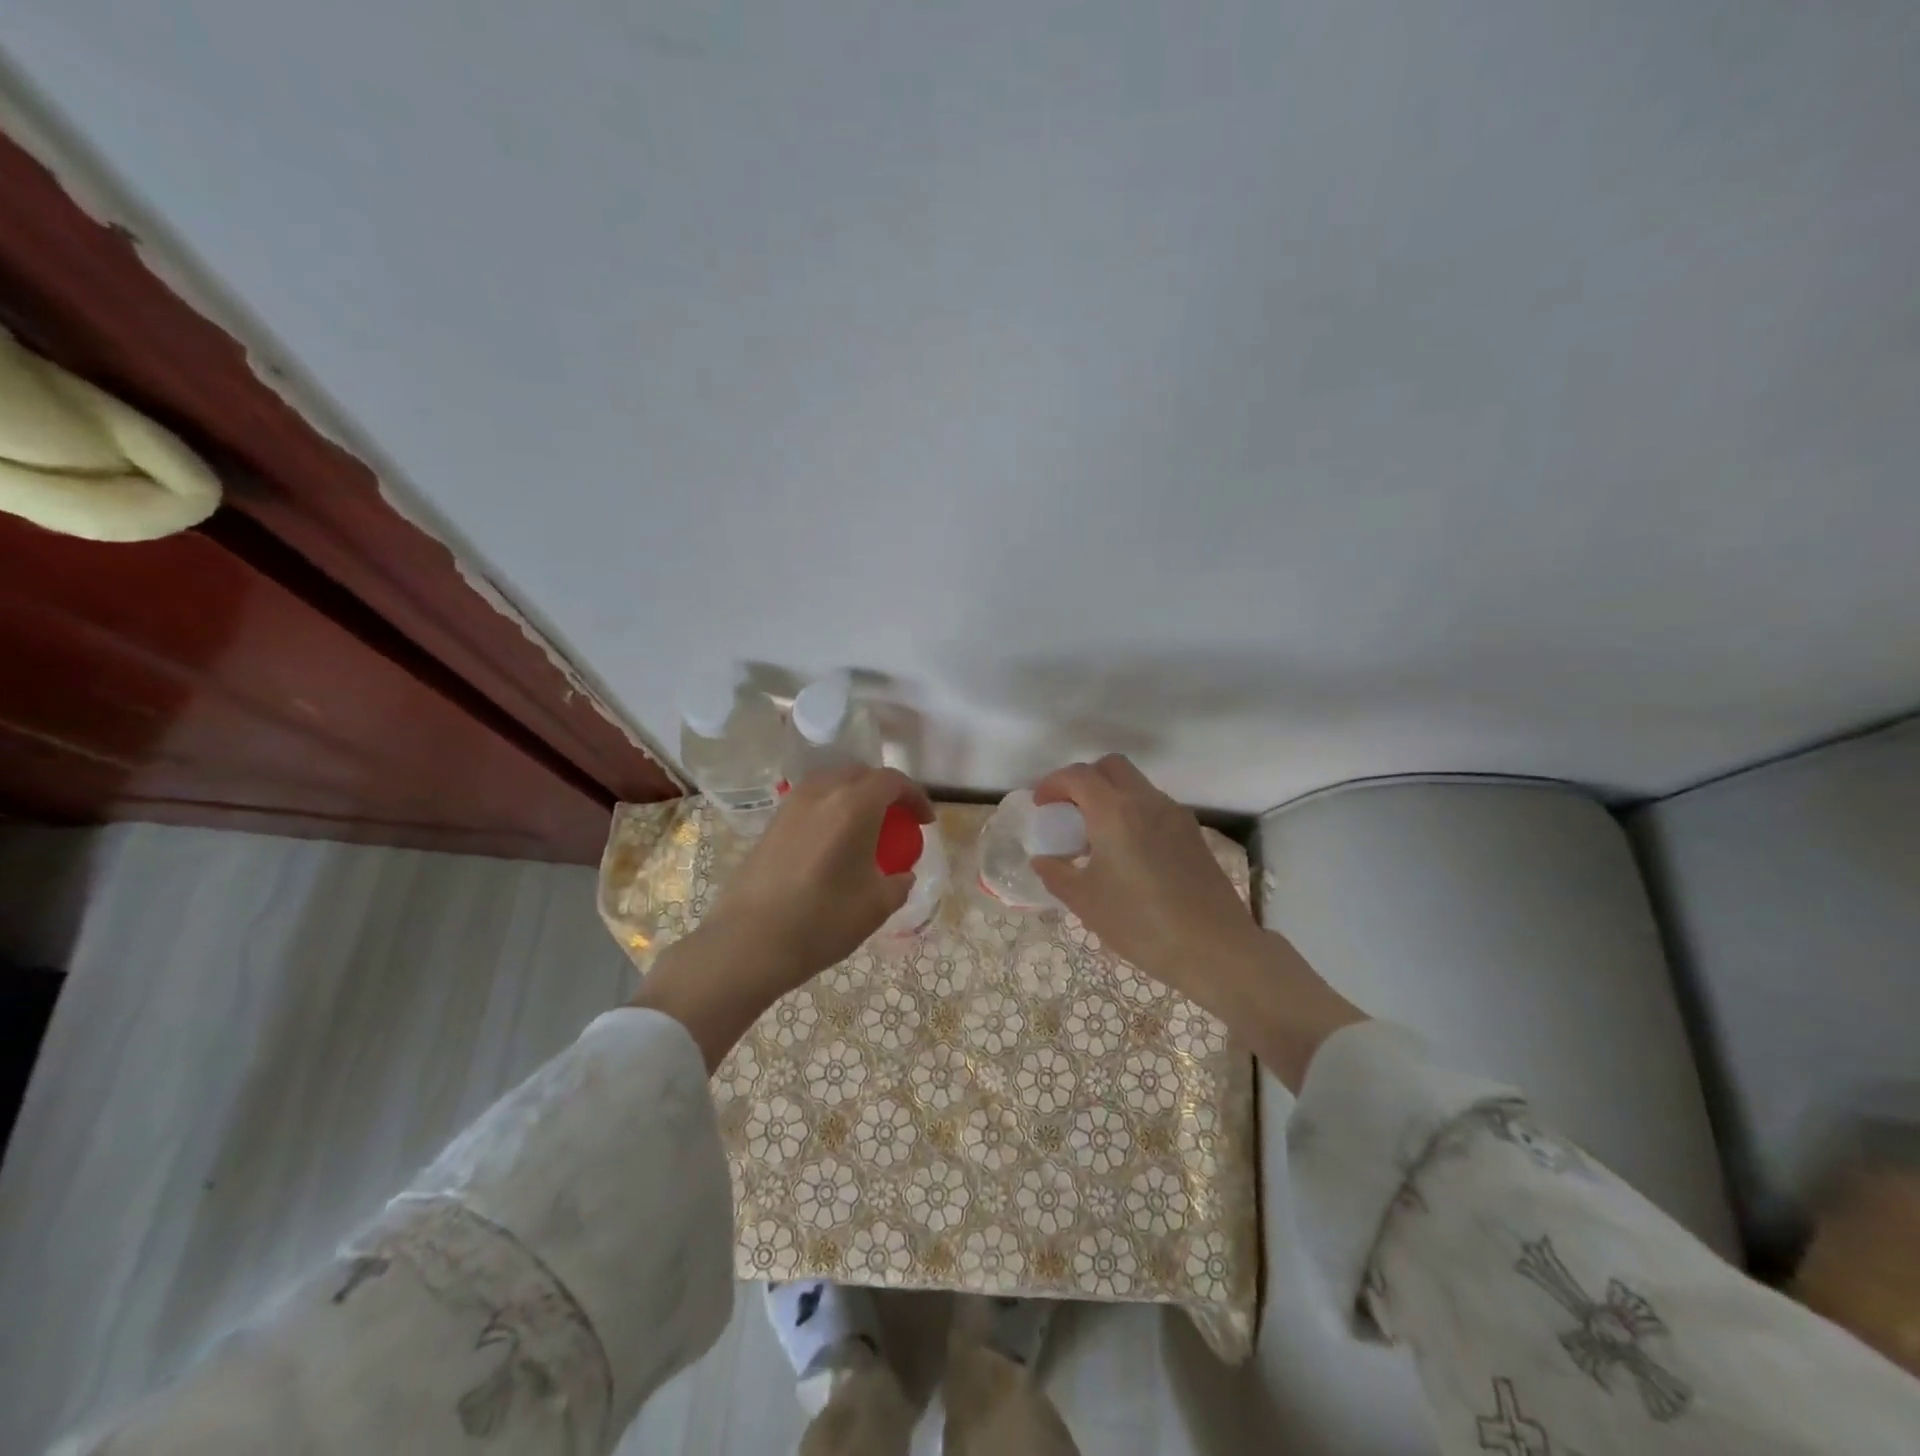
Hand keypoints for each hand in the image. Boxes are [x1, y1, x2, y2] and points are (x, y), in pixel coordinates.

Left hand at [707, 765, 935, 987]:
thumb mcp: (876, 906)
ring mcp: (791, 805)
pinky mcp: (771, 823)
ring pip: (831, 783)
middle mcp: (822, 793)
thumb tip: (902, 875)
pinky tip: (833, 843)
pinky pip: (810, 802)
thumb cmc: (822, 921)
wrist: (749, 942)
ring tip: (865, 828)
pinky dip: (830, 810)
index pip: (893, 781)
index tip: (924, 821)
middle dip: (885, 791)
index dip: (915, 796)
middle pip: (861, 774)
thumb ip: (898, 883)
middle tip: (897, 819)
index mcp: (854, 805)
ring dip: (854, 796)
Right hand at [1031, 754, 1259, 1002]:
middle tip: (1069, 810)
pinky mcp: (1193, 833)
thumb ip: (1057, 874)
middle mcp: (1146, 802)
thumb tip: (1043, 861)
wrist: (1214, 948)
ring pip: (1136, 785)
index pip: (1078, 776)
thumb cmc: (1141, 923)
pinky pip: (1155, 807)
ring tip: (1097, 835)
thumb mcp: (1086, 902)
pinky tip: (1128, 852)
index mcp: (1115, 812)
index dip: (1053, 784)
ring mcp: (1175, 815)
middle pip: (1111, 766)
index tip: (1041, 805)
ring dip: (1111, 795)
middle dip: (1084, 779)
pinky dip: (1134, 812)